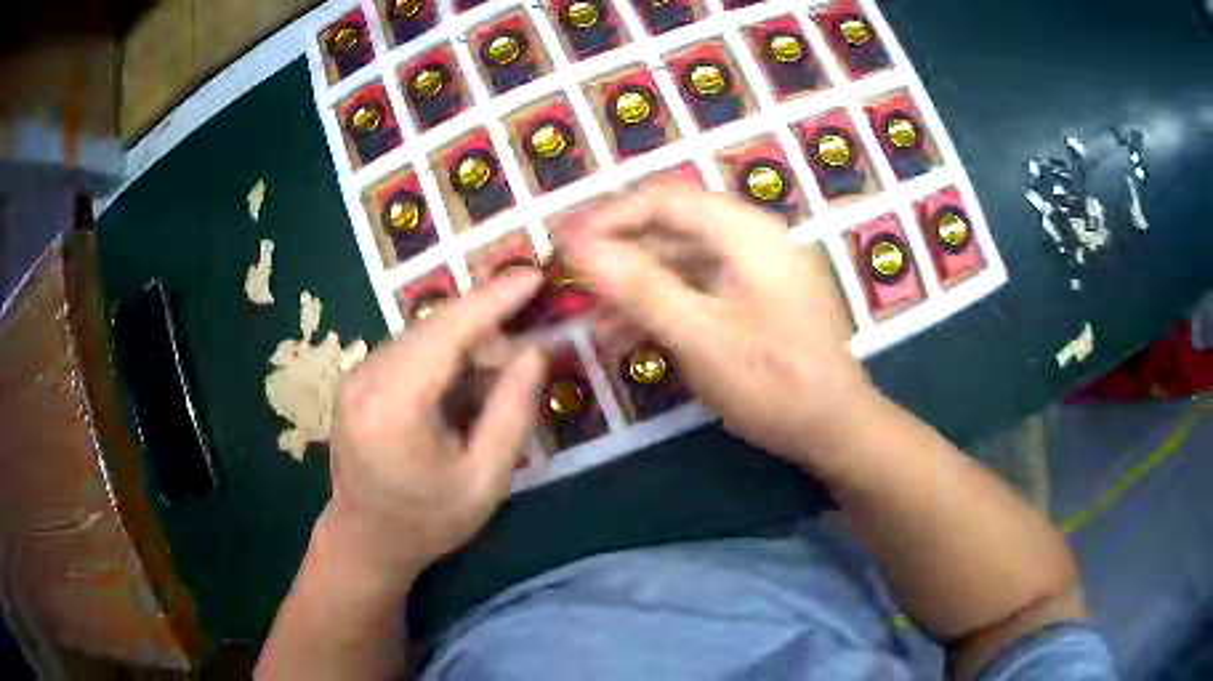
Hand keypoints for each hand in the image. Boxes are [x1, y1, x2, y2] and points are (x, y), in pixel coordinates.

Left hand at [324, 272, 545, 587]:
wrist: (366, 540)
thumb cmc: (429, 521)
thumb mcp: (485, 479)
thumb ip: (512, 411)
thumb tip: (534, 352)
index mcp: (393, 407)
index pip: (447, 333)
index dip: (493, 299)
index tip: (533, 275)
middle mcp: (364, 380)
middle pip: (434, 328)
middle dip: (486, 321)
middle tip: (530, 329)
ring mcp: (354, 377)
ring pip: (421, 335)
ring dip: (466, 341)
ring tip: (502, 366)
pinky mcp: (355, 381)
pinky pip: (407, 351)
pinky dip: (443, 354)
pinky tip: (465, 382)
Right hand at [559, 183, 867, 460]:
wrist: (836, 429)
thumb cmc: (775, 383)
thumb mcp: (701, 337)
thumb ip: (639, 287)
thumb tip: (578, 247)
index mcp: (747, 233)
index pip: (665, 200)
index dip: (609, 216)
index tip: (565, 242)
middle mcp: (753, 239)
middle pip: (672, 229)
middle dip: (620, 255)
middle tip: (572, 282)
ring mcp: (756, 271)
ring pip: (682, 263)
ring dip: (637, 287)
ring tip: (594, 321)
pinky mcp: (756, 300)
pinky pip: (700, 290)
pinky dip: (664, 307)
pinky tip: (630, 336)